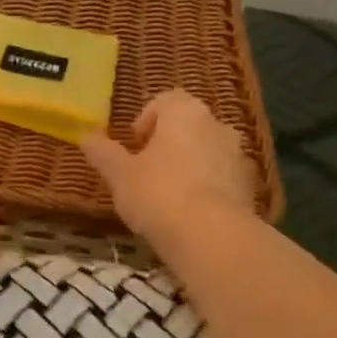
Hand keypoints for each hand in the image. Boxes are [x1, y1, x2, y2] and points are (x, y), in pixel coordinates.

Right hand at [82, 90, 258, 246]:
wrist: (212, 237)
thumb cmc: (158, 193)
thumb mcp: (119, 174)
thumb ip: (103, 152)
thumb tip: (86, 136)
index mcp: (185, 113)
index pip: (166, 100)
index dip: (146, 118)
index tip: (133, 143)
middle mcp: (217, 126)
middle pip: (189, 126)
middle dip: (168, 143)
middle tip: (145, 169)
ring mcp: (238, 157)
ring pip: (207, 152)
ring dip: (188, 166)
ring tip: (166, 195)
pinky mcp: (250, 188)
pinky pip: (221, 179)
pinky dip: (206, 189)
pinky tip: (188, 214)